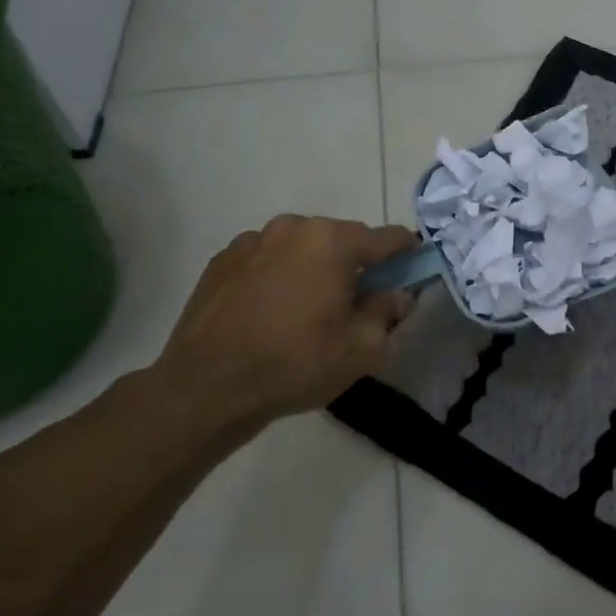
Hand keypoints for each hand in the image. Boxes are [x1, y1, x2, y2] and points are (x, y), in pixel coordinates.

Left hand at [145, 216, 416, 433]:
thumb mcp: (361, 349)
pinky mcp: (222, 259)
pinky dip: (279, 275)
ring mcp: (253, 240)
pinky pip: (268, 258)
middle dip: (356, 265)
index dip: (407, 256)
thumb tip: (398, 294)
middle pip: (343, 239)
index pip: (389, 237)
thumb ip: (388, 312)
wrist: (205, 387)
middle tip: (355, 305)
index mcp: (334, 241)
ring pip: (303, 247)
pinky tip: (271, 312)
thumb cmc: (294, 364)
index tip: (410, 277)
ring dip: (315, 268)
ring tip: (307, 310)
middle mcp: (295, 227)